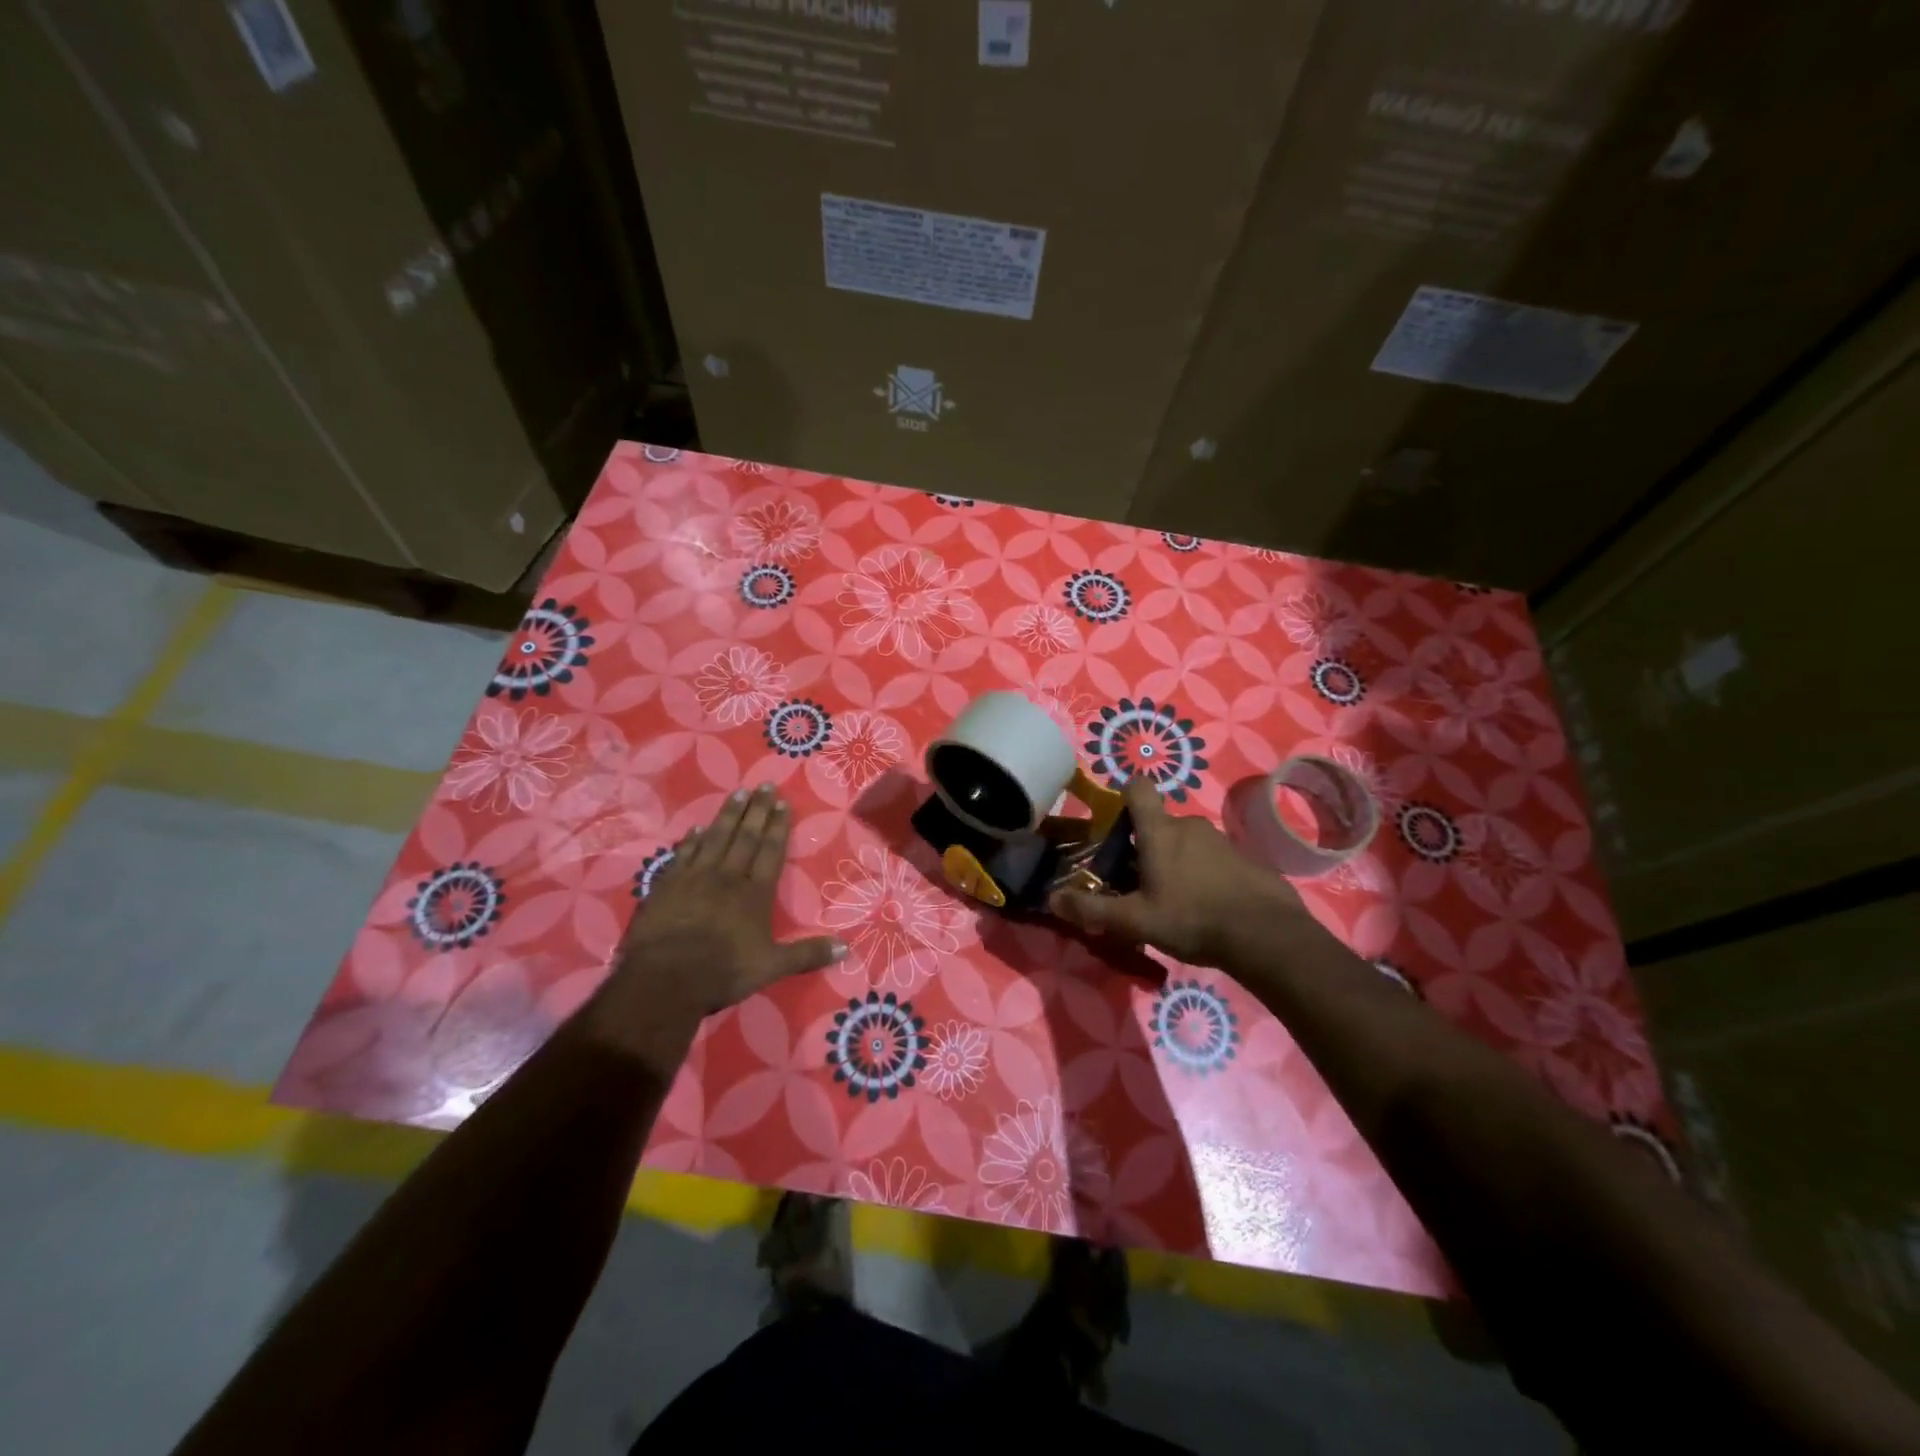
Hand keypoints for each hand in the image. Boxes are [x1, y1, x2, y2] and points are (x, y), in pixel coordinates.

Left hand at [586, 785, 845, 1067]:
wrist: (664, 979)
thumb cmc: (722, 971)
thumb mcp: (771, 967)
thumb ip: (807, 954)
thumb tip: (847, 948)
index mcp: (755, 893)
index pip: (770, 851)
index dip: (778, 827)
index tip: (782, 803)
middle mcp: (727, 877)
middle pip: (745, 837)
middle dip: (757, 810)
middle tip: (764, 785)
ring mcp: (694, 878)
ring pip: (715, 838)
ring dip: (728, 815)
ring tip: (738, 793)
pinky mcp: (667, 885)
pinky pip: (684, 854)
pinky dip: (692, 840)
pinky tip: (697, 828)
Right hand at [1049, 777, 1311, 967]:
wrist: (1266, 935)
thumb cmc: (1191, 919)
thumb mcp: (1135, 921)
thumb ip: (1092, 908)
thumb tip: (1052, 897)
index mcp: (1160, 832)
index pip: (1138, 788)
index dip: (1124, 796)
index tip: (1117, 825)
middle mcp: (1189, 825)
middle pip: (1159, 824)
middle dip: (1146, 847)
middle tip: (1138, 884)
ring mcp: (1221, 839)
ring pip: (1186, 841)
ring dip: (1175, 861)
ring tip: (1173, 900)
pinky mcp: (1245, 857)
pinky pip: (1212, 857)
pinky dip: (1203, 873)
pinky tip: (1206, 907)